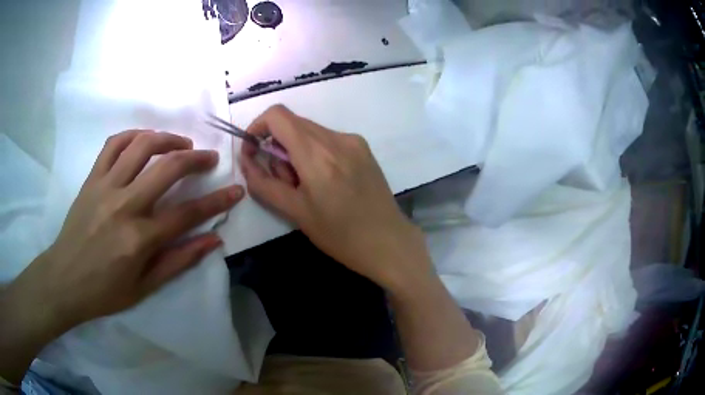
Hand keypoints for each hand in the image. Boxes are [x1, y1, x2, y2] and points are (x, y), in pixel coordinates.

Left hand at [9, 130, 243, 330]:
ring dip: (167, 138)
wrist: (65, 279)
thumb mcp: (145, 288)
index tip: (236, 190)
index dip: (216, 201)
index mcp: (139, 239)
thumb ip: (179, 261)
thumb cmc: (105, 291)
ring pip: (141, 145)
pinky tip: (144, 139)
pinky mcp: (92, 178)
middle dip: (196, 158)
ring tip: (180, 144)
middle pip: (168, 167)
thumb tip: (213, 240)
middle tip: (208, 158)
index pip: (187, 213)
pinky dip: (133, 135)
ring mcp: (105, 186)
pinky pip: (113, 144)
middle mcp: (124, 205)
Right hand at [239, 105, 432, 293]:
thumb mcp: (295, 212)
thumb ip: (264, 183)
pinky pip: (328, 139)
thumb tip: (247, 160)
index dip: (257, 127)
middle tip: (284, 180)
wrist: (388, 242)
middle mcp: (336, 138)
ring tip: (307, 185)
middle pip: (293, 123)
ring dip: (296, 150)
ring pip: (310, 131)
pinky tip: (326, 181)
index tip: (254, 151)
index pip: (277, 115)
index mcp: (316, 154)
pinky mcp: (364, 148)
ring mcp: (353, 140)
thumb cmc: (339, 235)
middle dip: (277, 145)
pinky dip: (315, 152)